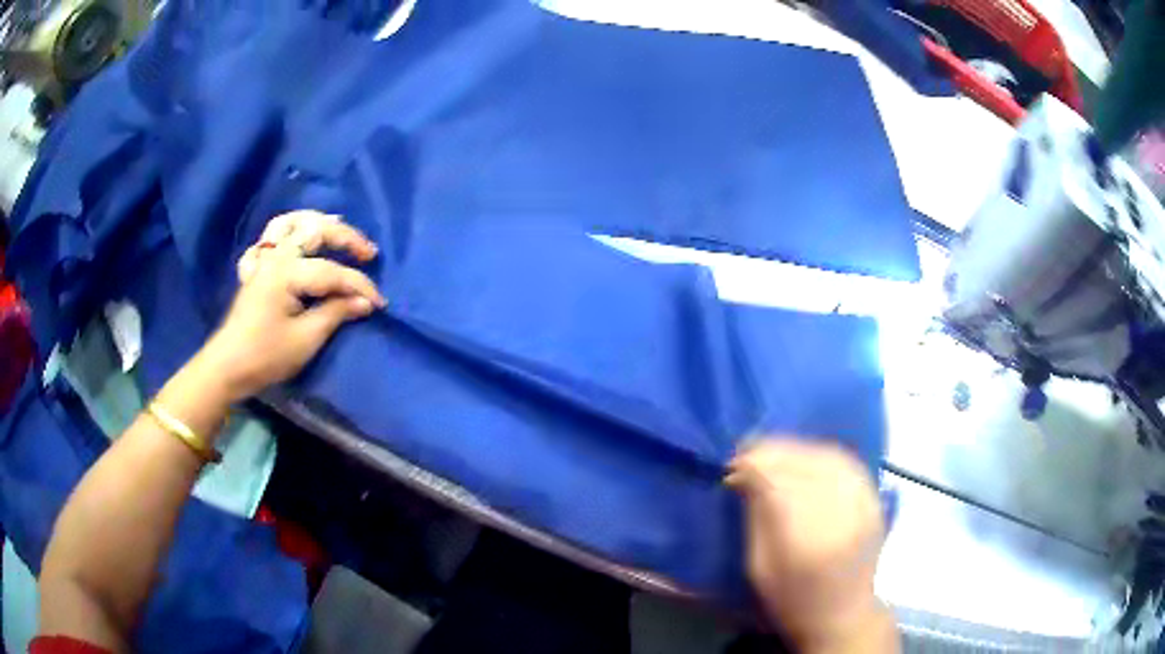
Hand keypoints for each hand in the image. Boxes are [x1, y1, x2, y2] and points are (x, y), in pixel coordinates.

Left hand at [198, 211, 384, 401]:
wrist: (228, 367)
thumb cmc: (266, 356)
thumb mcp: (306, 339)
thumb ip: (336, 313)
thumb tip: (365, 302)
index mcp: (286, 272)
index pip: (332, 271)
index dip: (359, 285)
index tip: (380, 302)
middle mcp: (275, 257)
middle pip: (313, 230)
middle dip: (345, 237)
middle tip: (369, 252)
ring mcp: (263, 260)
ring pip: (289, 223)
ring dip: (315, 221)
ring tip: (337, 226)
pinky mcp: (257, 269)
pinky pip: (271, 238)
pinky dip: (289, 231)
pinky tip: (299, 237)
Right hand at [727, 439, 894, 652]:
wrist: (844, 614)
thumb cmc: (793, 600)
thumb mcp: (759, 568)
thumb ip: (755, 517)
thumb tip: (745, 474)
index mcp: (805, 541)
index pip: (778, 482)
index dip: (753, 464)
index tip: (733, 464)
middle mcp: (840, 515)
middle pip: (803, 463)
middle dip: (771, 452)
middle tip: (747, 453)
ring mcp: (863, 503)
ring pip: (826, 455)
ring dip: (795, 448)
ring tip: (773, 452)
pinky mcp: (874, 498)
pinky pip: (846, 460)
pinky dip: (820, 452)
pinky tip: (804, 456)